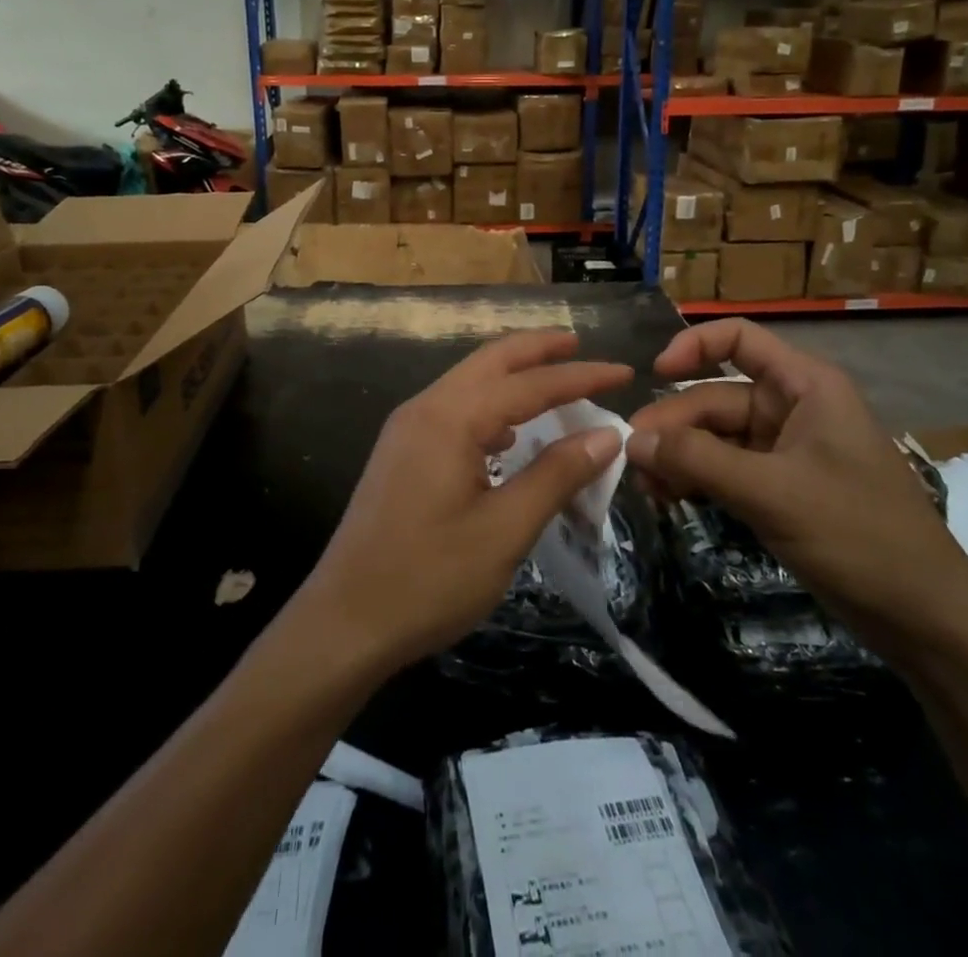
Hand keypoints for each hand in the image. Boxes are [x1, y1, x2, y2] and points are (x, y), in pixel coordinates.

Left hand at [300, 330, 632, 672]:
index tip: (623, 371)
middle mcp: (424, 408)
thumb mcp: (504, 530)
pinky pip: (454, 410)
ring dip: (512, 376)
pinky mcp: (401, 454)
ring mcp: (407, 430)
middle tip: (581, 345)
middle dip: (537, 350)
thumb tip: (605, 435)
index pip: (527, 383)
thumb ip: (556, 475)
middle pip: (490, 362)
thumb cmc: (428, 578)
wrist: (344, 622)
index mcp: (449, 418)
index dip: (579, 375)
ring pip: (469, 383)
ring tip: (554, 382)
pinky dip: (490, 406)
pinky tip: (509, 433)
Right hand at [626, 319, 967, 650]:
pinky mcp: (779, 488)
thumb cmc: (859, 535)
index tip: (654, 374)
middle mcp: (792, 408)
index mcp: (804, 386)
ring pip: (715, 437)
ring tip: (646, 487)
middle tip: (632, 461)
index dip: (693, 346)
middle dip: (674, 425)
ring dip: (679, 456)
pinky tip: (669, 499)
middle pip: (715, 397)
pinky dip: (697, 480)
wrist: (925, 618)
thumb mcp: (772, 492)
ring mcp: (785, 450)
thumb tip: (632, 440)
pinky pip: (725, 469)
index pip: (739, 339)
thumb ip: (698, 461)